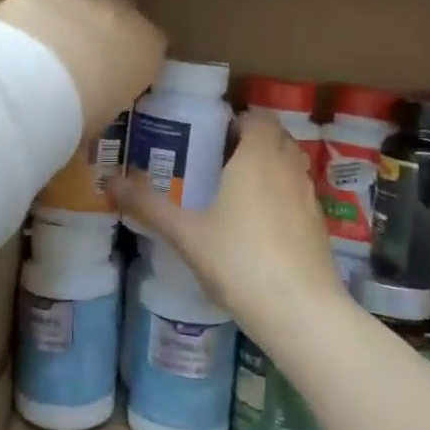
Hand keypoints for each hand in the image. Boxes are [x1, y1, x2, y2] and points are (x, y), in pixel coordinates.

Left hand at [0, 0, 164, 137]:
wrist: (40, 74)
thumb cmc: (76, 113)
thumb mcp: (97, 122)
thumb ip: (100, 110)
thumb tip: (83, 119)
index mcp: (149, 51)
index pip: (149, 51)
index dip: (126, 65)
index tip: (106, 82)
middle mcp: (129, 14)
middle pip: (120, 19)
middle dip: (101, 35)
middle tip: (74, 64)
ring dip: (73, 14)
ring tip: (46, 42)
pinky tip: (28, 18)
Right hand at [110, 112, 350, 353]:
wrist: (301, 312)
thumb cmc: (240, 261)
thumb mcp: (186, 234)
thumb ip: (149, 206)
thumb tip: (110, 181)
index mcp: (257, 157)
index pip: (257, 117)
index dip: (237, 121)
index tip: (211, 136)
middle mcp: (288, 168)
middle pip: (276, 137)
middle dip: (251, 141)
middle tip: (217, 160)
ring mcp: (309, 197)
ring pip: (290, 165)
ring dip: (269, 166)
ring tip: (236, 190)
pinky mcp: (319, 225)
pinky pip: (298, 193)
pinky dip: (281, 195)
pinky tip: (259, 226)